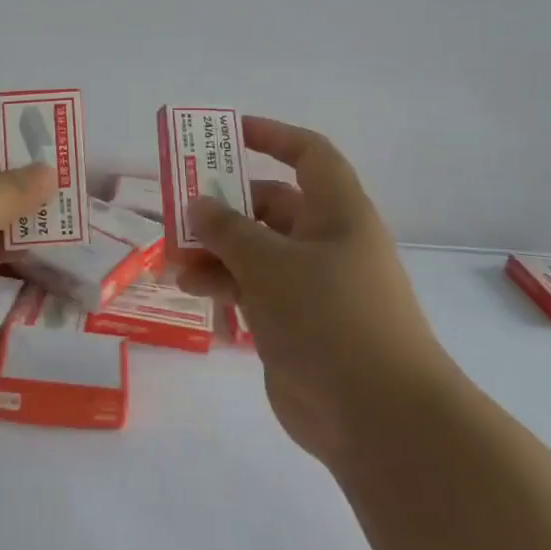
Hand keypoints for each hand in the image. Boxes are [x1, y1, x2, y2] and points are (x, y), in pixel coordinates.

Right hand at [175, 117, 453, 470]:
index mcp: (337, 212)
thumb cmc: (328, 317)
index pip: (308, 155)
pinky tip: (191, 290)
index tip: (228, 134)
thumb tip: (200, 203)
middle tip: (179, 211)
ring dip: (216, 250)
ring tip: (173, 259)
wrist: (378, 416)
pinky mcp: (296, 324)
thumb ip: (228, 229)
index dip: (271, 136)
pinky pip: (255, 290)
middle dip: (225, 206)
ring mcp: (312, 286)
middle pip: (271, 205)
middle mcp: (327, 242)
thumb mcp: (269, 263)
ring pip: (257, 251)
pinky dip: (225, 285)